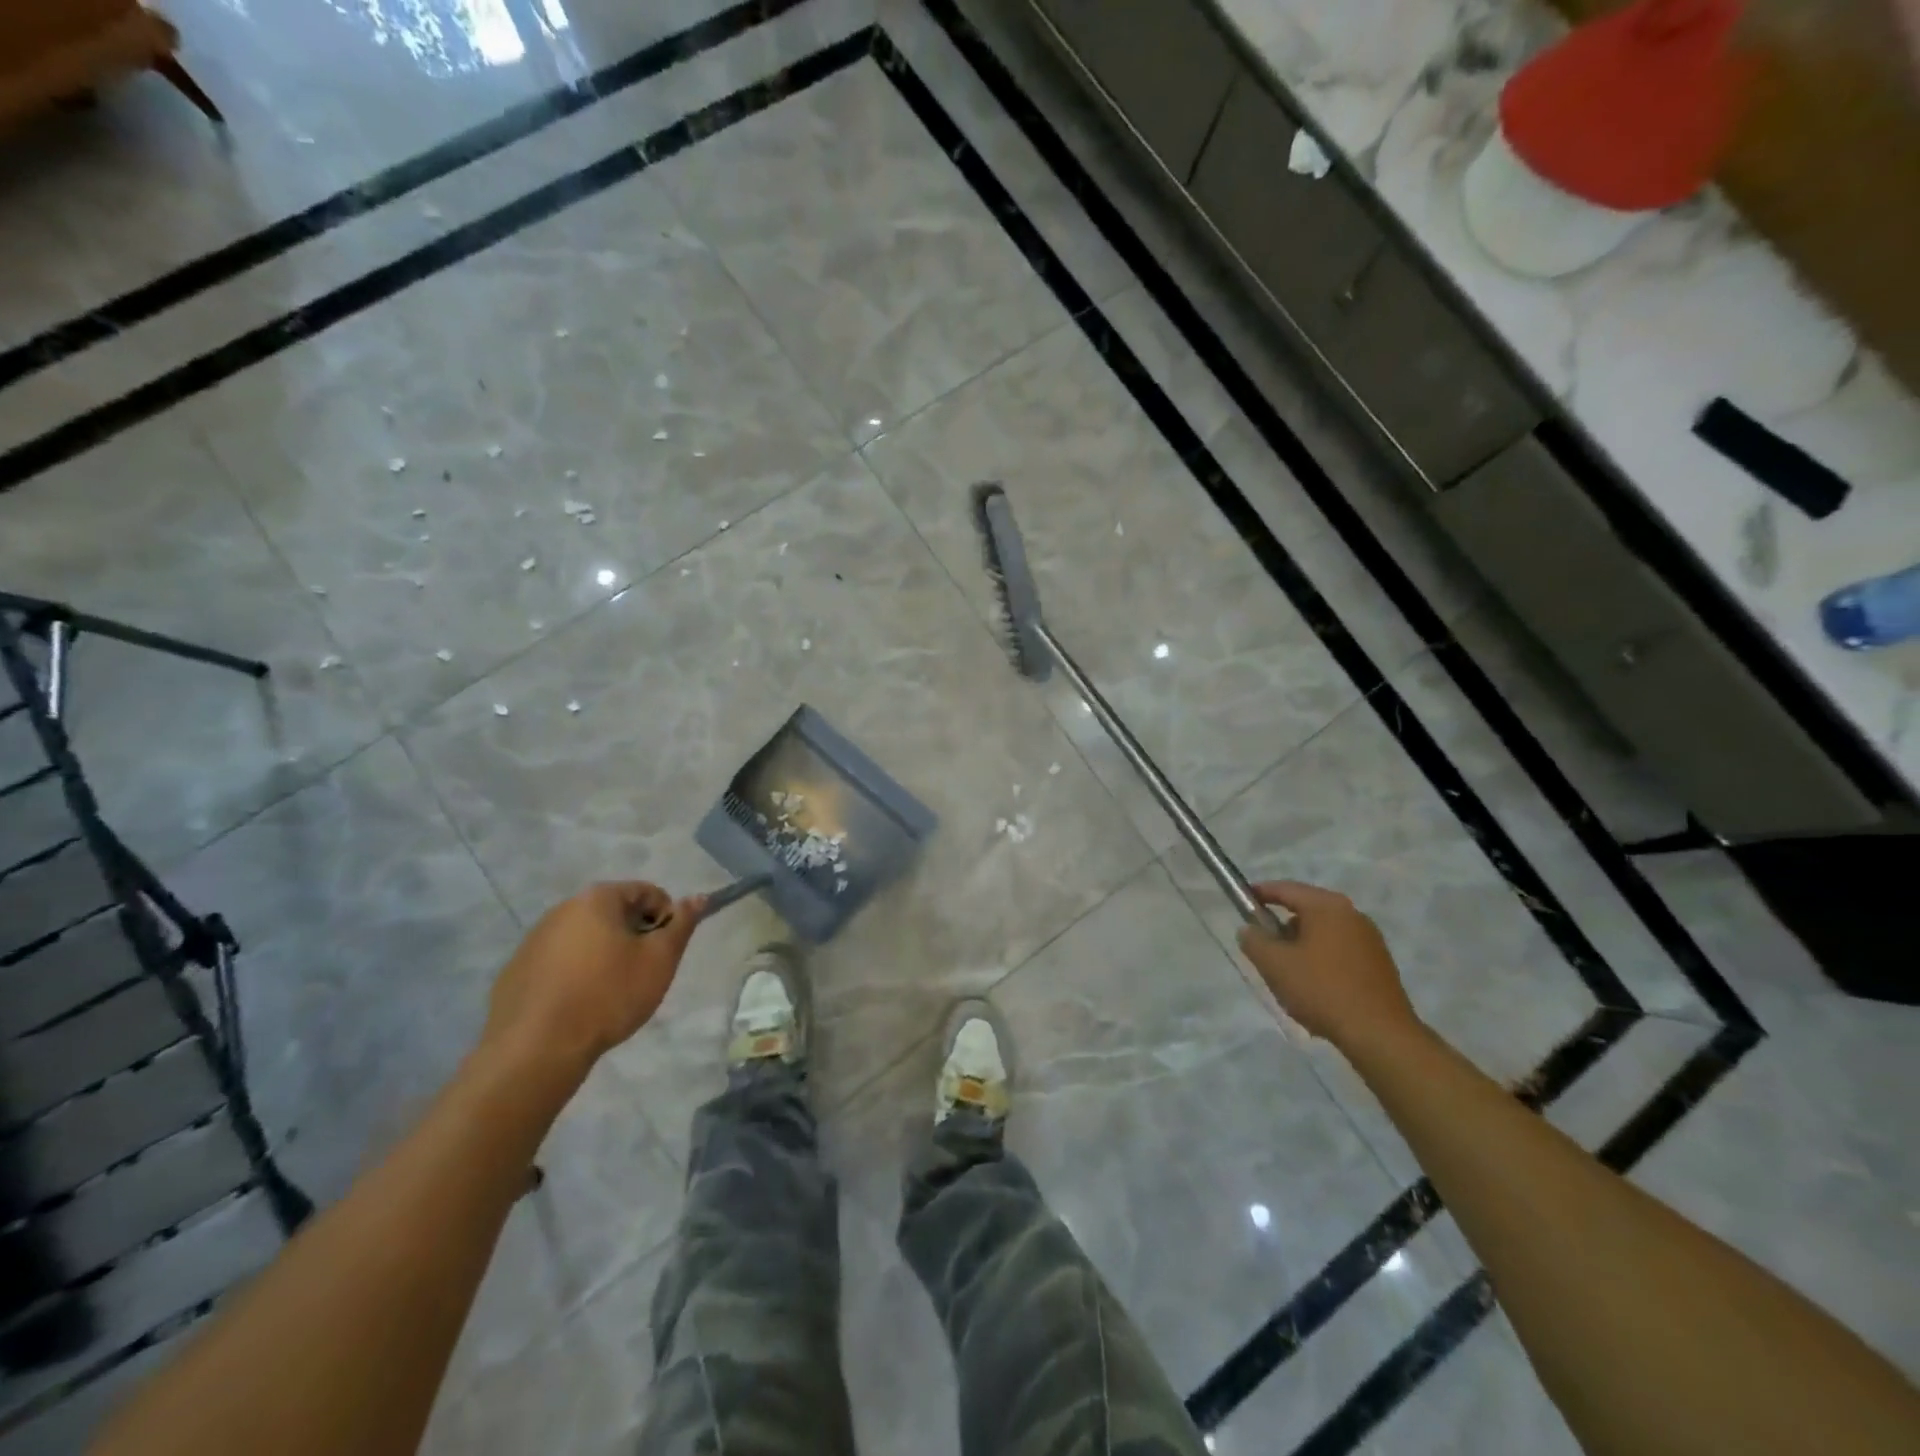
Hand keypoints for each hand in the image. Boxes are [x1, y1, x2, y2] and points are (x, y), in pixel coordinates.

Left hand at [481, 882, 706, 1081]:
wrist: (536, 1049)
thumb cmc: (608, 995)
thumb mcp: (659, 960)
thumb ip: (682, 924)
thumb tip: (698, 898)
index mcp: (597, 899)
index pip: (646, 891)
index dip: (666, 916)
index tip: (667, 949)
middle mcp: (562, 909)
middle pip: (613, 912)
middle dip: (635, 934)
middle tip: (644, 970)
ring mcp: (534, 940)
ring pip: (585, 937)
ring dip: (605, 953)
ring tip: (612, 990)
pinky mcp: (516, 971)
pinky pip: (559, 961)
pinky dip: (576, 972)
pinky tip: (580, 1003)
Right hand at [1237, 881, 1418, 1050]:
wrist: (1380, 1035)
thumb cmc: (1322, 990)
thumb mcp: (1274, 964)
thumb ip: (1254, 940)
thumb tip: (1249, 930)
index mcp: (1327, 906)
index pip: (1286, 888)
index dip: (1260, 892)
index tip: (1241, 900)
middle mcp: (1352, 915)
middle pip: (1306, 910)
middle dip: (1281, 925)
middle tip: (1261, 944)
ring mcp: (1370, 940)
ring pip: (1323, 933)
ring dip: (1301, 945)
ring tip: (1286, 972)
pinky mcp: (1379, 964)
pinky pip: (1339, 951)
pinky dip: (1320, 960)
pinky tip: (1313, 987)